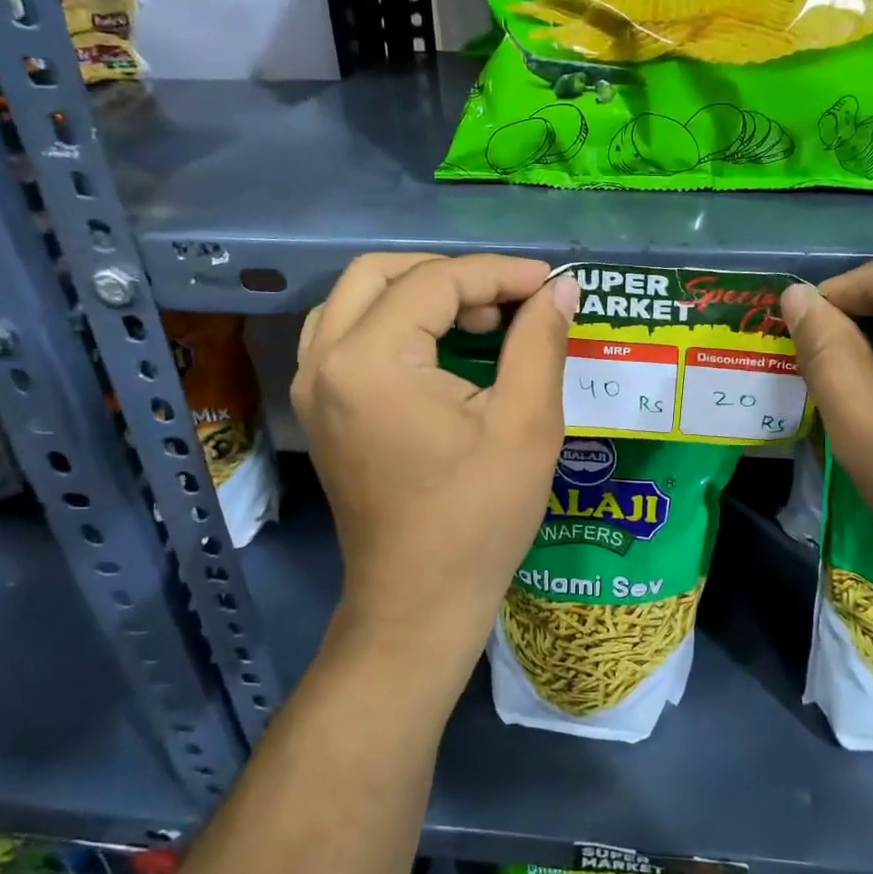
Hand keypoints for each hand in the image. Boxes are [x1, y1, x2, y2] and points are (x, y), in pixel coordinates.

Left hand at [292, 253, 576, 693]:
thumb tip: (559, 289)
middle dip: (451, 274)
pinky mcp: (320, 410)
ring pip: (357, 301)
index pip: (434, 283)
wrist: (420, 600)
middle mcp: (324, 361)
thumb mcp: (526, 424)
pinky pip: (348, 336)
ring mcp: (312, 387)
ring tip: (479, 319)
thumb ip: (540, 342)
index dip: (498, 273)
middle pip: (380, 274)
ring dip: (418, 294)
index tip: (548, 282)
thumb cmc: (479, 516)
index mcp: (369, 360)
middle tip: (509, 298)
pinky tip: (440, 348)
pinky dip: (394, 323)